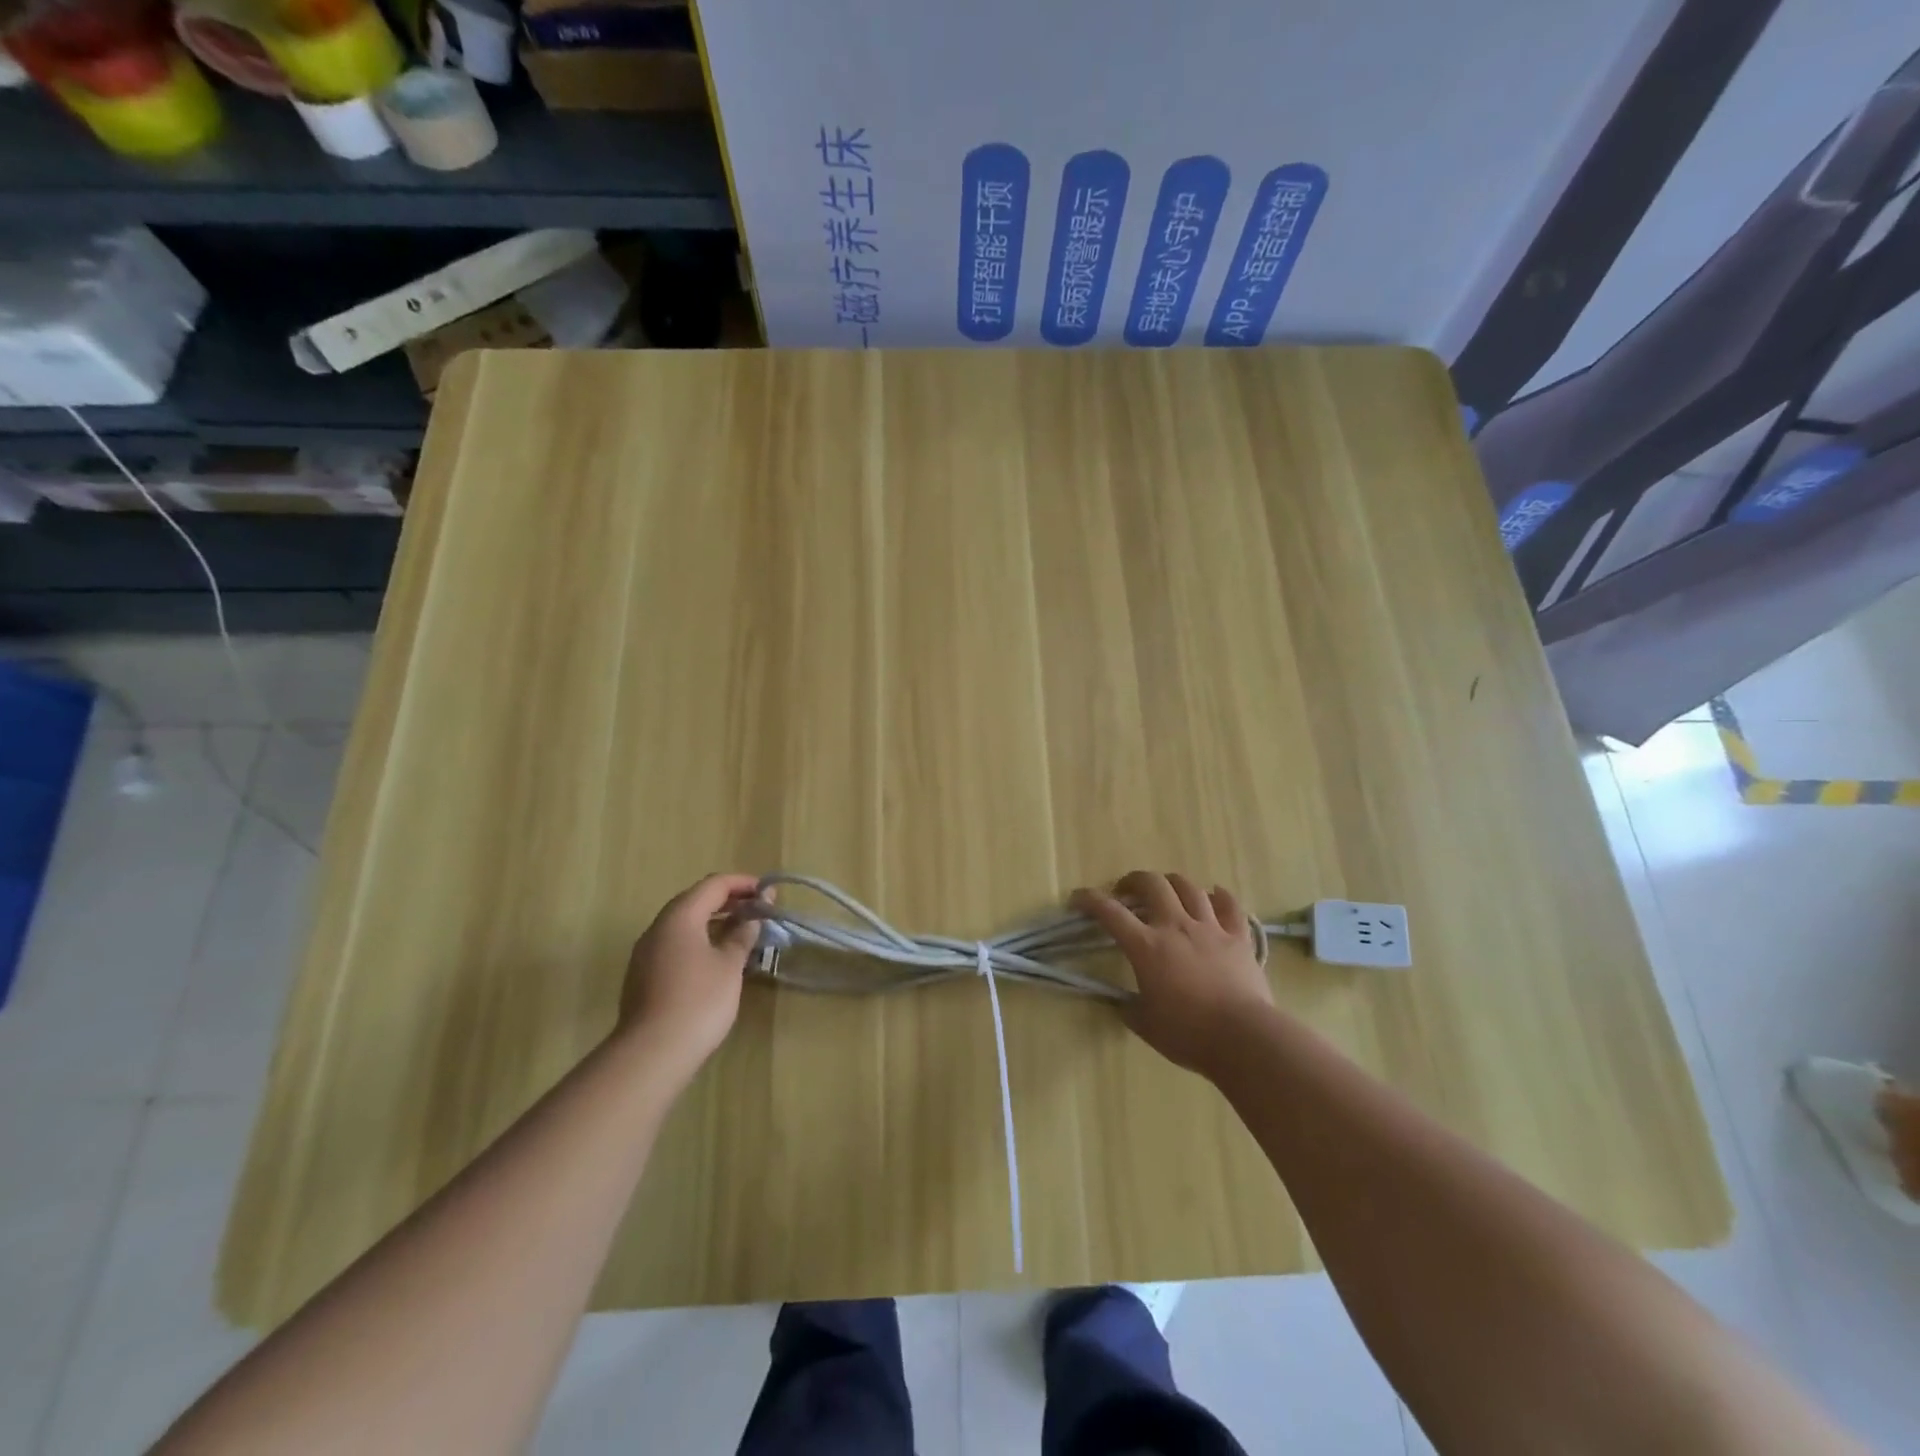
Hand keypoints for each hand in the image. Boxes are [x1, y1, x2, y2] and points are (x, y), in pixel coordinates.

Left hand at [617, 873, 762, 1075]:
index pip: (713, 885)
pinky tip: (717, 959)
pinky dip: (699, 940)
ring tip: (743, 933)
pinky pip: (676, 945)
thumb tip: (750, 919)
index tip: (768, 892)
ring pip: (684, 924)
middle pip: (695, 901)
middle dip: (729, 901)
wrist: (652, 1053)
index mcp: (679, 917)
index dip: (743, 883)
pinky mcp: (643, 976)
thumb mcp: (729, 965)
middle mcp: (658, 928)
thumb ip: (741, 935)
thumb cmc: (698, 1001)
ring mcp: (646, 953)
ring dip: (714, 921)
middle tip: (759, 911)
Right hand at [1071, 870, 1274, 1076]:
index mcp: (1147, 946)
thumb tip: (1123, 1003)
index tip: (1077, 899)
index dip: (1089, 900)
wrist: (1243, 1038)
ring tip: (1167, 891)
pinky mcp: (1238, 938)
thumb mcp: (1146, 1025)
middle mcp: (1176, 926)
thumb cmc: (1188, 1034)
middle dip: (1134, 880)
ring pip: (1189, 888)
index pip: (1110, 913)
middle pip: (1152, 884)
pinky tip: (1214, 895)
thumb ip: (1130, 1008)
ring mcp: (1210, 928)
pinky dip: (1220, 896)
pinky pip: (1230, 906)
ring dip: (1173, 883)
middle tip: (1126, 891)